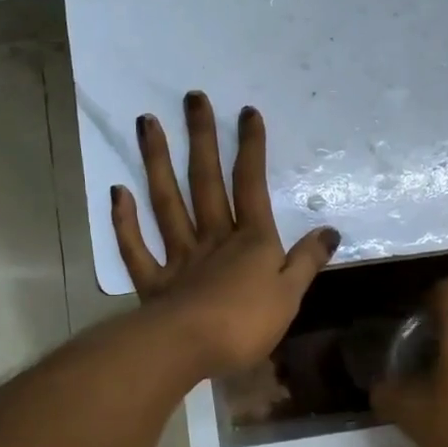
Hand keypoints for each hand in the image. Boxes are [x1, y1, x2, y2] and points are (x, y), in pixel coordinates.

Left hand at [112, 92, 338, 378]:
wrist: (189, 348)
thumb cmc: (246, 323)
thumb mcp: (290, 294)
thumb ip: (307, 261)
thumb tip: (330, 231)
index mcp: (251, 241)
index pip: (251, 185)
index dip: (251, 148)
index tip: (246, 112)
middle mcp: (213, 238)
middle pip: (206, 182)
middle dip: (202, 139)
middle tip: (192, 98)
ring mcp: (179, 257)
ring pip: (166, 203)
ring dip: (156, 163)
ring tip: (148, 123)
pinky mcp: (153, 282)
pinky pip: (136, 247)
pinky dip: (125, 221)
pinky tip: (117, 192)